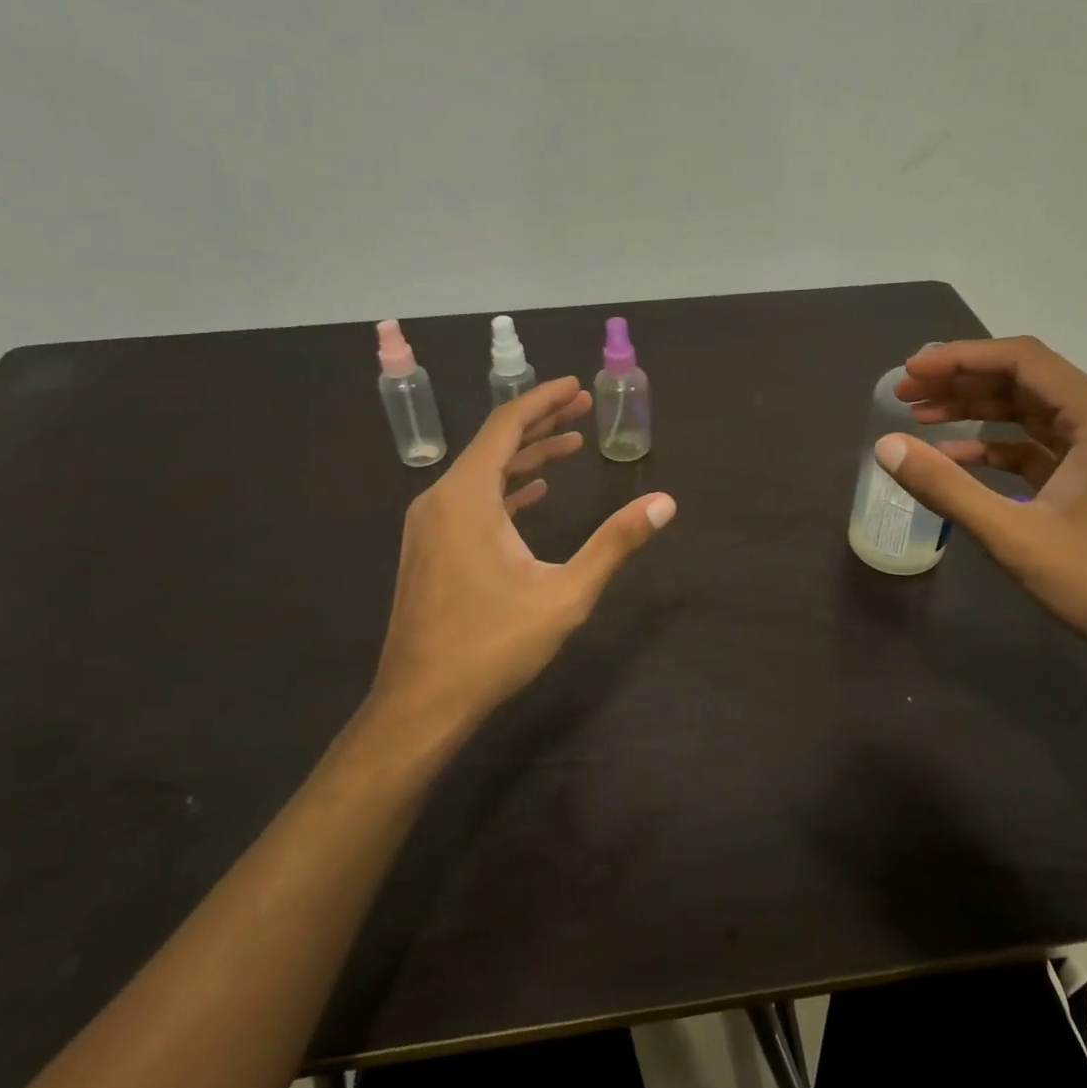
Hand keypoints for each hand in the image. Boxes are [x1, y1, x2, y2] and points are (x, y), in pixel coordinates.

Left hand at [367, 377, 675, 731]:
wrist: (422, 701)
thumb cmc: (493, 645)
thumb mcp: (565, 594)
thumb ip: (615, 543)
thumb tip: (664, 503)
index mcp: (467, 497)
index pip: (506, 426)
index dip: (544, 401)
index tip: (576, 385)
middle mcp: (440, 500)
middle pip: (493, 443)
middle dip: (540, 423)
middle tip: (583, 408)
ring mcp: (429, 526)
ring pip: (481, 473)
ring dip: (525, 458)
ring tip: (570, 445)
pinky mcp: (430, 549)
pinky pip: (470, 501)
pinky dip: (506, 489)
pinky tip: (535, 494)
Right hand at [879, 337, 1086, 682]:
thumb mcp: (1015, 536)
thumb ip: (946, 487)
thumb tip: (886, 446)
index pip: (1022, 361)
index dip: (960, 358)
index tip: (911, 371)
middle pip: (1024, 381)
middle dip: (962, 382)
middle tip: (906, 394)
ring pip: (1030, 413)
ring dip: (976, 412)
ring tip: (921, 418)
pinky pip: (1037, 448)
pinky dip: (995, 448)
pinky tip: (956, 460)